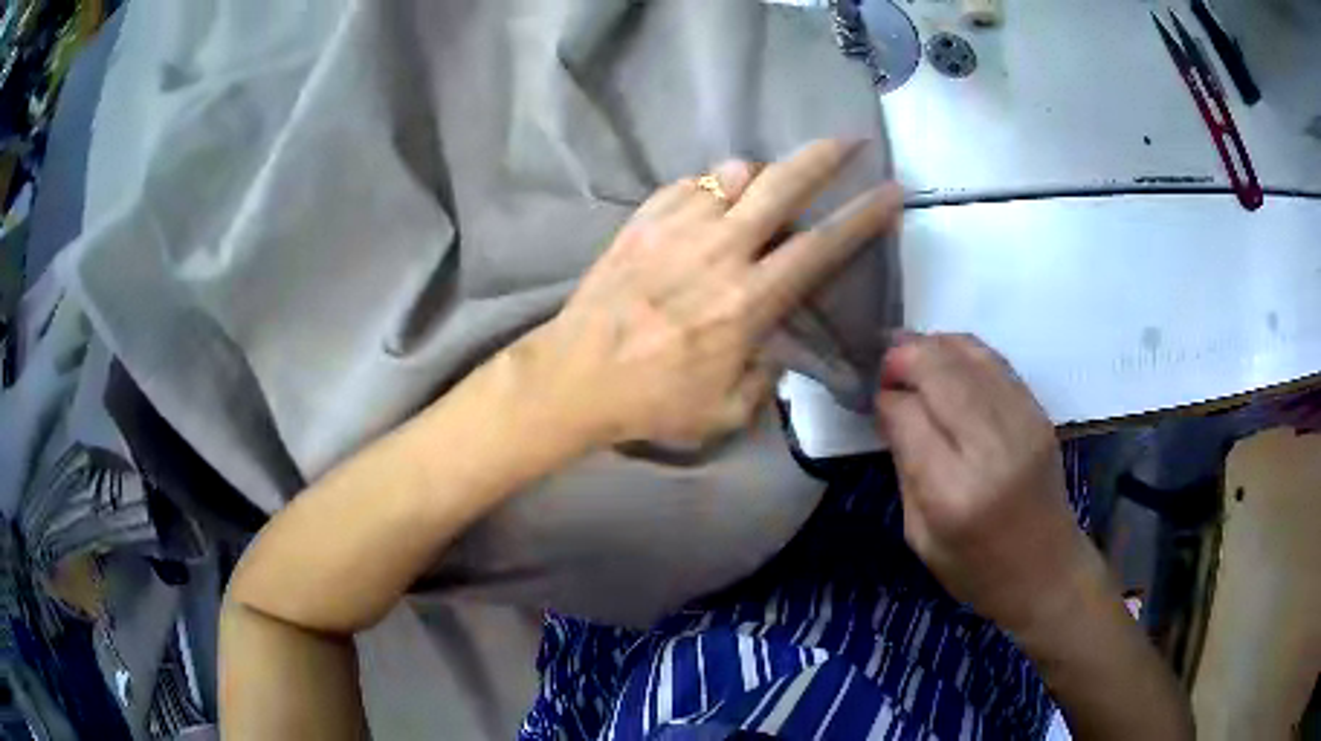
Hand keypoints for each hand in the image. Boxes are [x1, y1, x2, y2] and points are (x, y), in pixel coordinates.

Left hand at [514, 140, 903, 446]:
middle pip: (783, 185)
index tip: (890, 192)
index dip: (862, 216)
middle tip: (849, 140)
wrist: (574, 375)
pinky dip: (710, 187)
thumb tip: (775, 345)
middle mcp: (720, 252)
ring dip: (761, 175)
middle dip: (824, 157)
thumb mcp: (726, 412)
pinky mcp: (641, 221)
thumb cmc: (652, 401)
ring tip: (765, 187)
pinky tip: (711, 203)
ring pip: (734, 174)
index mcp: (748, 301)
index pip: (821, 247)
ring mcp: (677, 229)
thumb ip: (765, 377)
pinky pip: (689, 184)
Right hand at [874, 334, 1102, 636]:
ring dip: (932, 347)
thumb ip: (906, 467)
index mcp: (954, 493)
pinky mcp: (1039, 412)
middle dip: (904, 357)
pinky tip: (946, 363)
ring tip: (911, 357)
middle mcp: (992, 447)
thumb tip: (891, 407)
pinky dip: (963, 352)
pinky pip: (995, 362)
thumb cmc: (977, 570)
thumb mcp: (921, 536)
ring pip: (969, 355)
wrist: (1047, 571)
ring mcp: (1023, 423)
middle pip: (941, 371)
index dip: (885, 397)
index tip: (873, 398)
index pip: (909, 415)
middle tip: (884, 365)